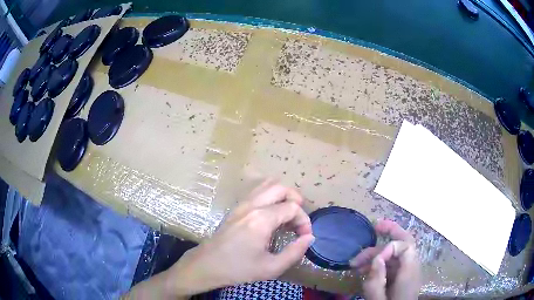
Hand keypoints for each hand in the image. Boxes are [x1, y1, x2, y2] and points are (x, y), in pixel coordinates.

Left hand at [164, 180, 313, 296]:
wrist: (208, 265)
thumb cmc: (239, 269)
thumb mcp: (271, 268)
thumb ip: (295, 252)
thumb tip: (309, 237)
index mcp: (262, 219)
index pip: (293, 207)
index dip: (304, 221)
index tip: (304, 236)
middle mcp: (252, 205)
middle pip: (281, 187)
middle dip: (296, 200)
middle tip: (298, 220)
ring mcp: (242, 203)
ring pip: (268, 184)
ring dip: (282, 195)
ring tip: (287, 215)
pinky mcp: (236, 207)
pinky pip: (257, 191)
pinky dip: (270, 196)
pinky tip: (272, 215)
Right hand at [350, 220, 420, 299]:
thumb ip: (377, 281)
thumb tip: (376, 259)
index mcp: (409, 273)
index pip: (406, 246)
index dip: (389, 248)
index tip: (373, 261)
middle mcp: (411, 268)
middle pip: (405, 242)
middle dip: (391, 231)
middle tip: (375, 226)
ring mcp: (407, 272)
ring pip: (395, 254)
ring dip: (377, 253)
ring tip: (355, 262)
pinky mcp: (400, 278)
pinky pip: (391, 264)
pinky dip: (378, 263)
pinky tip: (364, 269)